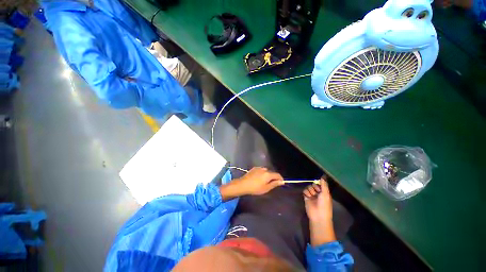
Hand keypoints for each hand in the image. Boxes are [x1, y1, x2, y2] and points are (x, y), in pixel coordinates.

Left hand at [220, 167, 283, 200]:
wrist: (243, 184)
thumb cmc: (255, 188)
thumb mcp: (266, 188)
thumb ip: (274, 184)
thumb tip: (282, 181)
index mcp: (268, 174)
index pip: (277, 175)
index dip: (280, 179)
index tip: (281, 183)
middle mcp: (264, 169)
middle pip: (272, 173)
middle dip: (273, 177)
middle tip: (271, 184)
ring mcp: (259, 168)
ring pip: (266, 171)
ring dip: (267, 175)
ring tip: (264, 181)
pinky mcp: (254, 168)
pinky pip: (261, 170)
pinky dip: (262, 174)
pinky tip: (258, 178)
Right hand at [304, 179, 336, 245]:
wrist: (318, 215)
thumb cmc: (324, 204)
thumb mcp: (326, 194)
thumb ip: (324, 185)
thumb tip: (323, 176)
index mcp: (324, 193)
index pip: (320, 184)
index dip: (319, 184)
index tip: (319, 186)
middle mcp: (318, 193)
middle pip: (313, 185)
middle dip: (314, 187)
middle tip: (316, 193)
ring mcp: (311, 195)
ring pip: (309, 187)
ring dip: (310, 190)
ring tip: (312, 196)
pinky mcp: (306, 197)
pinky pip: (305, 191)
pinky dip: (306, 193)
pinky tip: (308, 196)